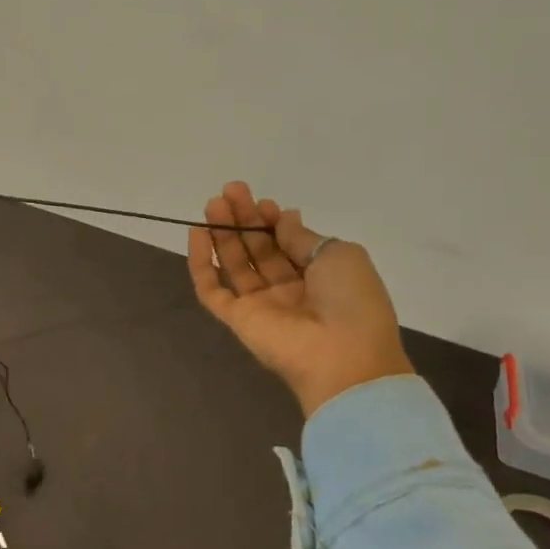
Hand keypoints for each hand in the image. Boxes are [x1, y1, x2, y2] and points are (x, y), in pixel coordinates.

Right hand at [187, 181, 414, 418]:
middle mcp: (287, 290)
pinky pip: (212, 290)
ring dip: (223, 234)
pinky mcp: (236, 319)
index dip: (274, 221)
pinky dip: (202, 264)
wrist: (342, 357)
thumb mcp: (339, 255)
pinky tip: (197, 235)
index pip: (287, 243)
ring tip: (213, 204)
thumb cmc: (352, 301)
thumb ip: (303, 237)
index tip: (264, 202)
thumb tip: (283, 218)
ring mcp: (260, 305)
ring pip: (234, 264)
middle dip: (244, 219)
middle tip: (229, 191)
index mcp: (318, 277)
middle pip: (258, 249)